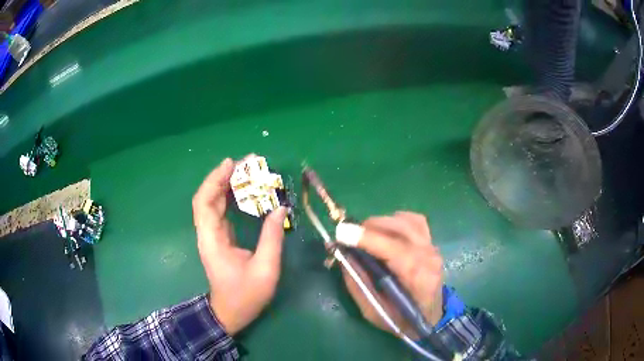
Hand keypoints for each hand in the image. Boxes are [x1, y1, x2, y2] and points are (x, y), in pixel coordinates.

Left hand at [192, 157, 287, 334]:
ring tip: (247, 171)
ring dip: (227, 184)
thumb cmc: (246, 295)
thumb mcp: (265, 269)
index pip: (204, 203)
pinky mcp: (220, 238)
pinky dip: (230, 197)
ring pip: (213, 202)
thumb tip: (281, 209)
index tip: (231, 164)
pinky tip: (244, 191)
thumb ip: (272, 238)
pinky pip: (221, 211)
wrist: (231, 312)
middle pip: (208, 198)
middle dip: (223, 177)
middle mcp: (208, 233)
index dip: (214, 180)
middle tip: (246, 163)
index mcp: (212, 240)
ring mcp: (212, 235)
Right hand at [341, 212, 443, 337]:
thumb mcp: (373, 310)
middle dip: (369, 228)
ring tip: (366, 235)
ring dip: (381, 222)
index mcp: (417, 277)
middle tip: (349, 237)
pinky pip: (414, 220)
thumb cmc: (401, 319)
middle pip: (399, 228)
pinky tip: (386, 231)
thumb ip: (358, 283)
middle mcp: (429, 257)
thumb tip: (343, 255)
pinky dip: (396, 220)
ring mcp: (432, 247)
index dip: (366, 238)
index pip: (393, 248)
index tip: (341, 232)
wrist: (429, 317)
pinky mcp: (431, 242)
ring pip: (406, 220)